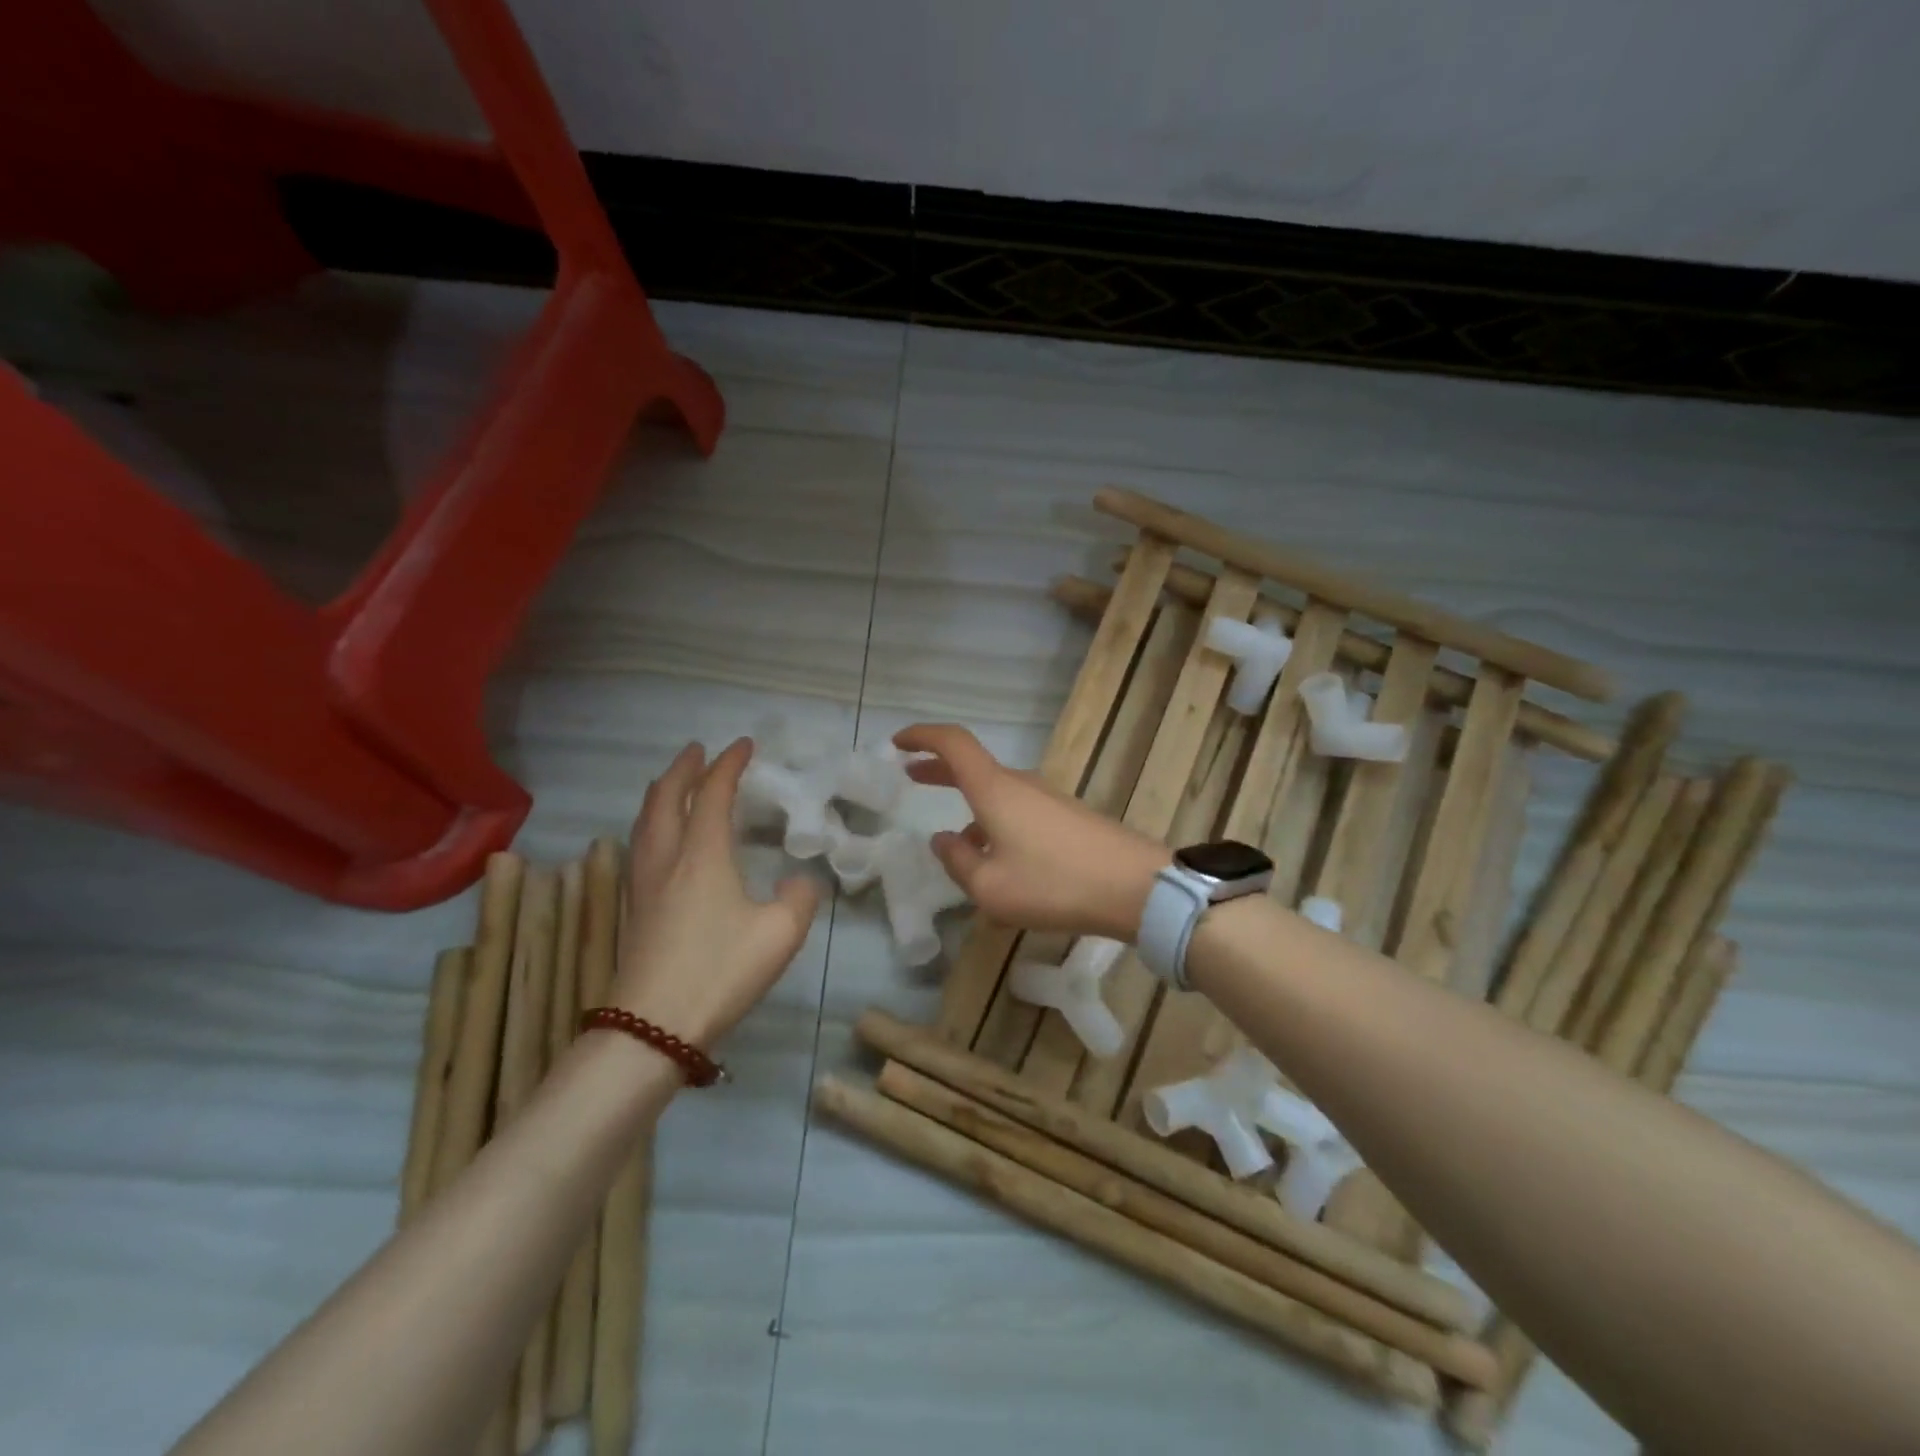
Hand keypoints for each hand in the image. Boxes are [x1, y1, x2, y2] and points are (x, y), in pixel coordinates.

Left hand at [613, 739, 822, 1047]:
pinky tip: (661, 840)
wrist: (651, 1028)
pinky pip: (640, 845)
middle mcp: (666, 859)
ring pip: (645, 821)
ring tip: (675, 785)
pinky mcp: (633, 909)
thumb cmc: (719, 972)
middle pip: (665, 798)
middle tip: (699, 751)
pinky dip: (652, 823)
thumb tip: (798, 883)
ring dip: (662, 793)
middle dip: (683, 768)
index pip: (711, 794)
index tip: (743, 745)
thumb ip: (799, 898)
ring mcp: (642, 884)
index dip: (728, 765)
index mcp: (701, 855)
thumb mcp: (780, 934)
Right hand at [893, 724, 1169, 941]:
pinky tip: (998, 863)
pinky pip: (1018, 811)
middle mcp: (1020, 784)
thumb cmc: (1055, 884)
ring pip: (996, 794)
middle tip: (911, 776)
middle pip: (973, 765)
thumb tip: (943, 840)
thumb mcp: (991, 888)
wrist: (1136, 887)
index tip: (897, 744)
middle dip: (939, 769)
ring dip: (969, 806)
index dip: (922, 736)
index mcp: (995, 789)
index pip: (953, 743)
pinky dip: (995, 823)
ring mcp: (1047, 798)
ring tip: (955, 847)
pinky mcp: (1067, 817)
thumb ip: (958, 862)